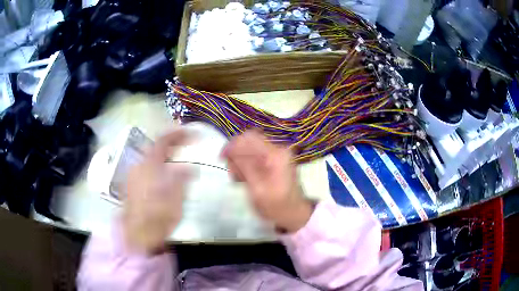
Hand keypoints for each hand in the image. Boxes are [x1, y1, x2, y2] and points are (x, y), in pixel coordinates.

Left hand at [123, 129, 191, 253]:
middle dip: (172, 145)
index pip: (163, 140)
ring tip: (179, 160)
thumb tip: (190, 167)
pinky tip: (166, 177)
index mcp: (149, 165)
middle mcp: (139, 166)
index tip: (193, 133)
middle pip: (155, 148)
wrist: (138, 235)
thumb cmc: (158, 216)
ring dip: (165, 156)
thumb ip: (182, 178)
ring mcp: (134, 176)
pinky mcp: (133, 187)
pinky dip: (159, 167)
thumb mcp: (175, 197)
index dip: (178, 134)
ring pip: (151, 159)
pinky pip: (148, 169)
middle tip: (186, 146)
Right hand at [222, 130, 312, 232]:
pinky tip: (244, 177)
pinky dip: (246, 164)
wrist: (294, 213)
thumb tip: (230, 149)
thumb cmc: (276, 206)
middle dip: (236, 154)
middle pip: (249, 141)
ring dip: (240, 161)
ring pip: (250, 148)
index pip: (249, 138)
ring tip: (238, 179)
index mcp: (275, 155)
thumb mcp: (257, 189)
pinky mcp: (274, 160)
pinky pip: (255, 155)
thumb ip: (244, 167)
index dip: (232, 145)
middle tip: (232, 174)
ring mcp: (277, 154)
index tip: (222, 159)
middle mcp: (277, 149)